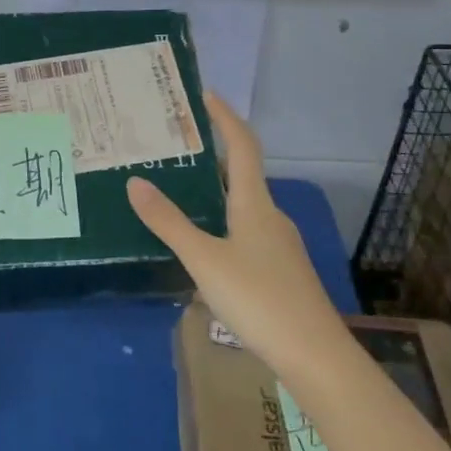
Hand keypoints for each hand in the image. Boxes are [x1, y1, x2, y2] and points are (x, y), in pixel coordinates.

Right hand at [125, 92, 339, 355]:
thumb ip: (169, 223)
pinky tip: (202, 245)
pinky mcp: (280, 271)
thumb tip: (135, 181)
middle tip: (173, 148)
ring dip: (214, 192)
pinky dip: (221, 222)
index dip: (225, 117)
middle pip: (241, 174)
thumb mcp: (204, 260)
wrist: (316, 357)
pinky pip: (245, 232)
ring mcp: (278, 245)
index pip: (241, 146)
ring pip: (242, 206)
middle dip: (210, 156)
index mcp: (254, 204)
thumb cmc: (259, 299)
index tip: (205, 94)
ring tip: (178, 193)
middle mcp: (270, 216)